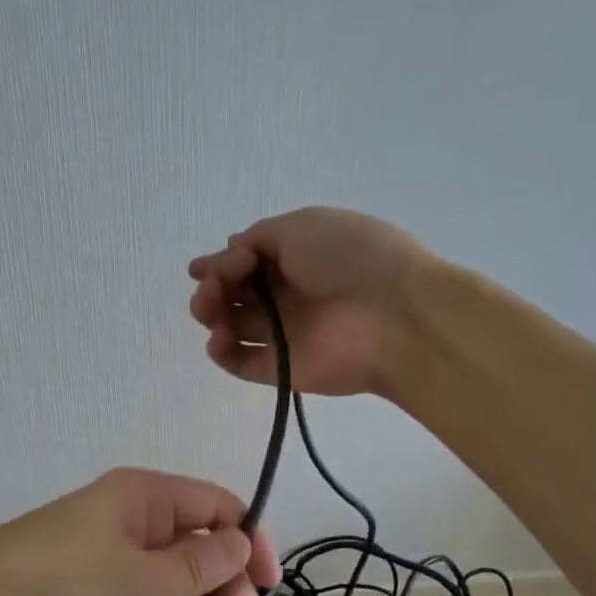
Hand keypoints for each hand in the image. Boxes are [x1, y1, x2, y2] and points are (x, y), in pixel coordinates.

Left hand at [0, 469, 279, 595]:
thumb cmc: (57, 582)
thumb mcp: (134, 574)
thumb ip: (196, 565)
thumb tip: (245, 543)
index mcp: (146, 499)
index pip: (219, 509)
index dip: (250, 543)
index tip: (267, 588)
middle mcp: (138, 529)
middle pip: (206, 558)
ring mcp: (121, 571)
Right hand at [189, 207, 429, 396]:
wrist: (394, 315)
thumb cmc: (350, 259)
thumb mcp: (302, 226)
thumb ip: (256, 239)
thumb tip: (226, 252)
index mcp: (294, 258)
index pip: (243, 262)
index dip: (219, 264)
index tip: (201, 268)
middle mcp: (285, 295)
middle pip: (232, 294)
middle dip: (212, 287)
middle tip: (214, 288)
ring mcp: (282, 333)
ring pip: (230, 326)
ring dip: (209, 314)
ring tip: (212, 309)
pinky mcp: (279, 369)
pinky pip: (238, 362)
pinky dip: (220, 351)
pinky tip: (219, 337)